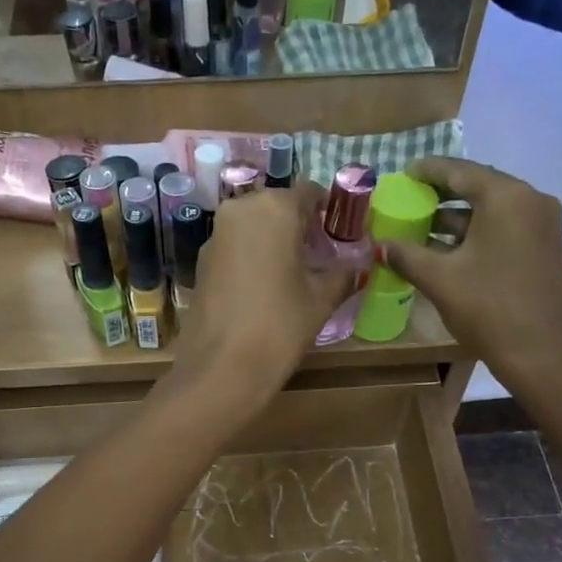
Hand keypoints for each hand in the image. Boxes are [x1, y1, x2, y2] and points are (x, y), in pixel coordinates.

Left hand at [173, 180, 351, 406]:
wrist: (222, 368)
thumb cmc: (280, 326)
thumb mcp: (321, 300)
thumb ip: (343, 274)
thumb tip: (359, 265)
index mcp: (274, 207)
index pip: (310, 193)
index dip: (329, 212)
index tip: (341, 234)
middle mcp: (240, 209)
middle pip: (278, 207)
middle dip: (299, 226)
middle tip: (320, 256)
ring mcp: (215, 235)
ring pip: (253, 226)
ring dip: (274, 241)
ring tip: (294, 274)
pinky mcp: (201, 262)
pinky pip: (235, 247)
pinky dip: (252, 257)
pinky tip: (265, 288)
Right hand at [380, 158, 561, 396]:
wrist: (543, 354)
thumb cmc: (489, 308)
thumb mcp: (440, 279)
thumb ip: (407, 255)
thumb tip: (381, 245)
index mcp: (507, 197)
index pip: (460, 171)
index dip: (428, 171)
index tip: (403, 173)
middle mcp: (531, 201)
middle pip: (479, 187)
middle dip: (442, 195)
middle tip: (409, 200)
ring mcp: (543, 226)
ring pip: (492, 210)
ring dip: (457, 218)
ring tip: (421, 228)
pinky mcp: (545, 249)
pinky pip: (504, 228)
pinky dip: (476, 233)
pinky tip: (449, 250)